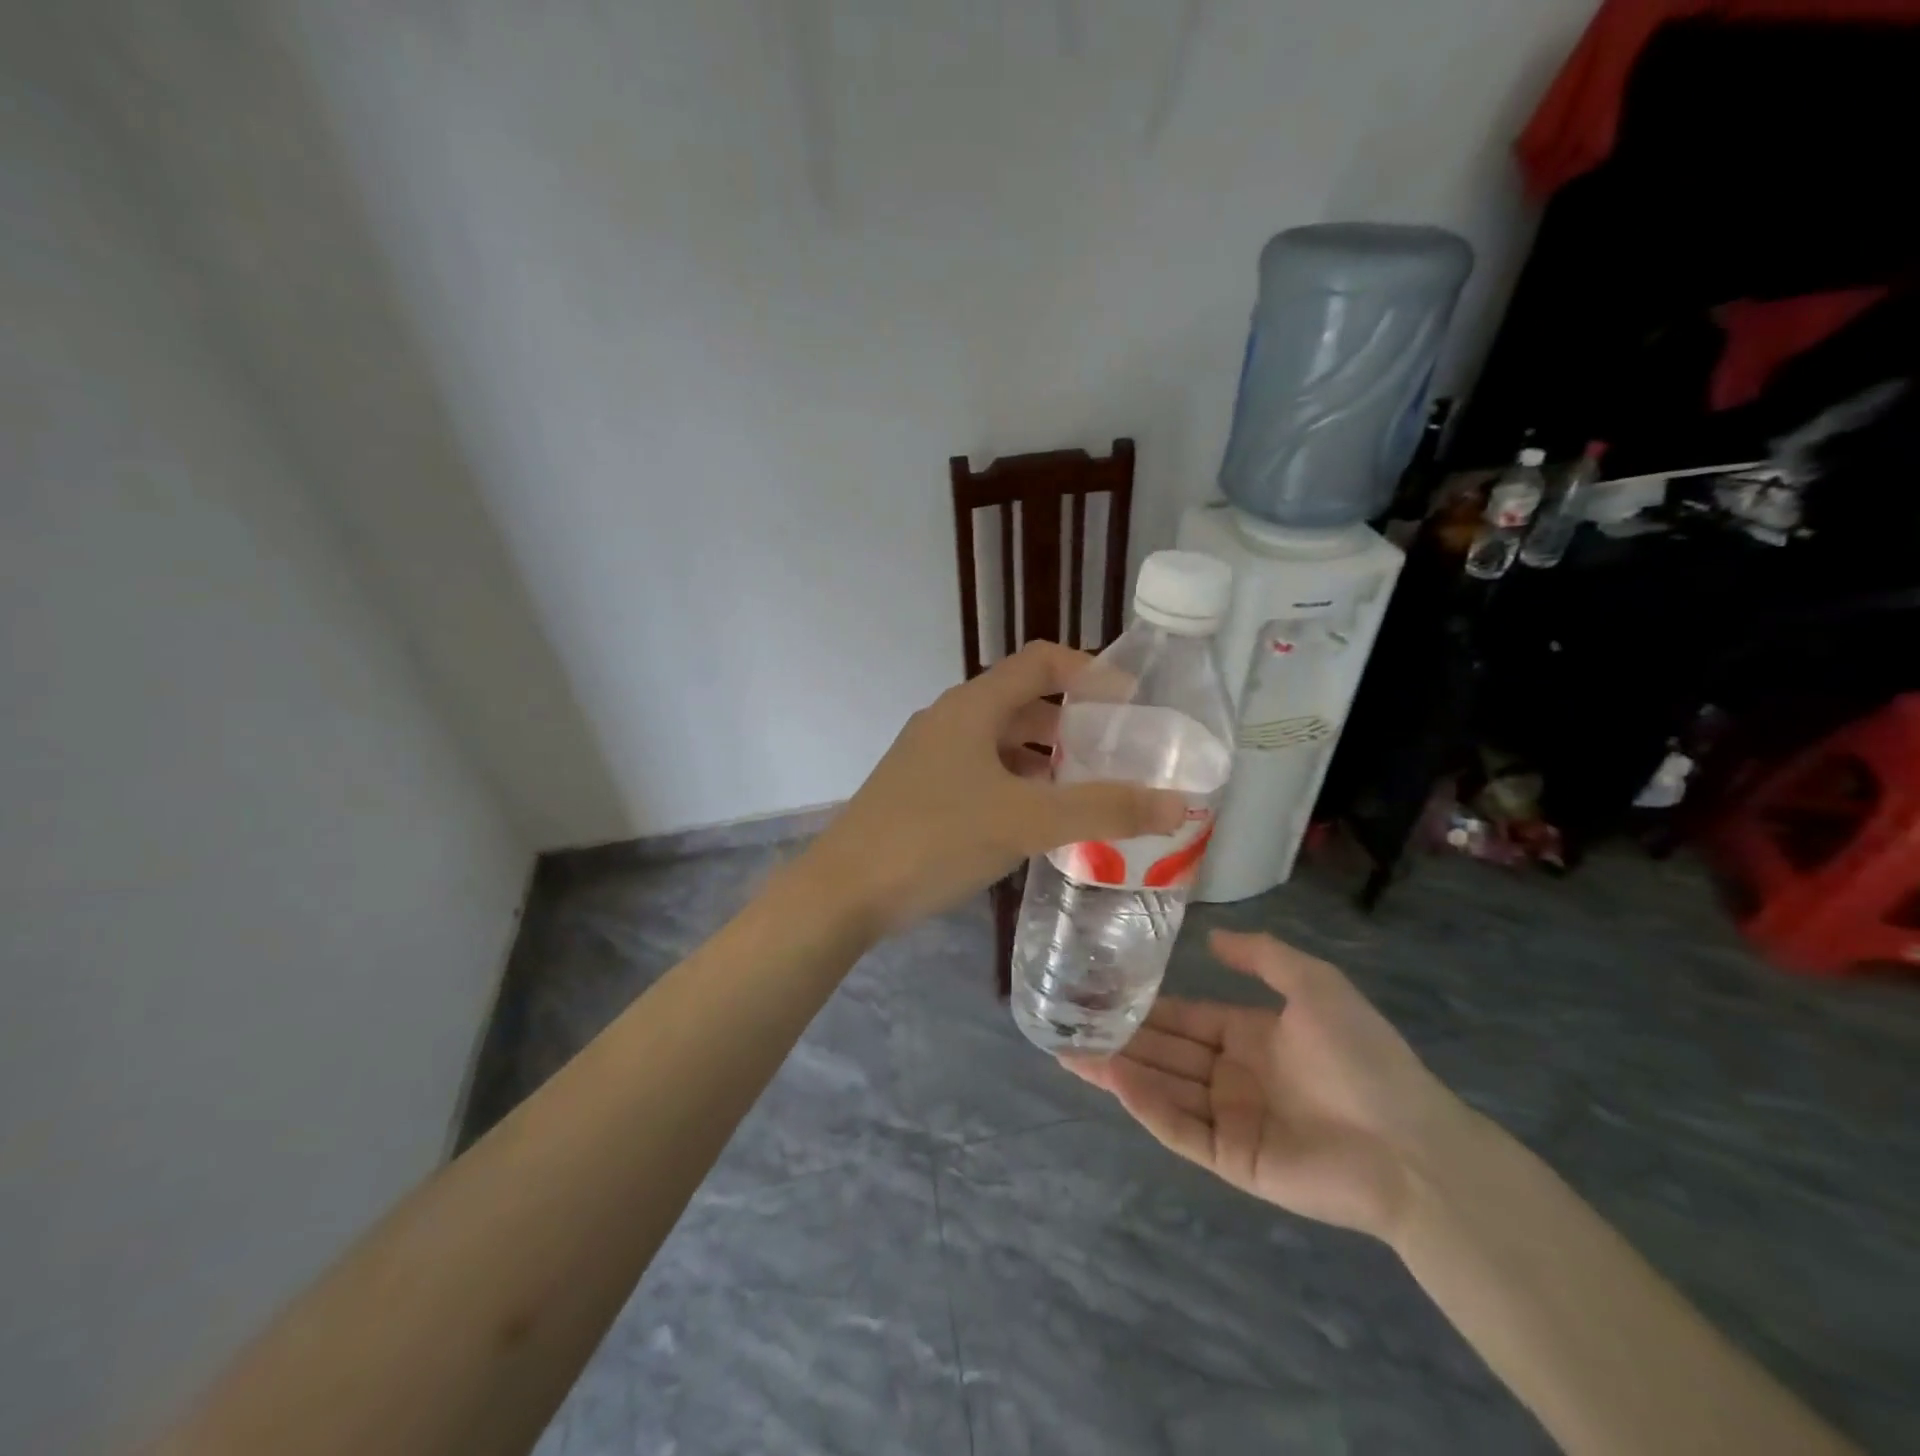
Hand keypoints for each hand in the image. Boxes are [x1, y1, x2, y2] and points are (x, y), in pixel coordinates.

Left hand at [801, 641, 1186, 938]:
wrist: (843, 891)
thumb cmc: (935, 839)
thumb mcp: (1027, 821)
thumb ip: (1104, 810)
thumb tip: (1178, 804)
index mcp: (972, 706)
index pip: (1040, 661)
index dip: (1089, 670)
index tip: (1131, 703)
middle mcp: (949, 720)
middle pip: (1022, 701)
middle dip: (1073, 722)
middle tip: (1117, 754)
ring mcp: (929, 756)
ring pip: (1001, 742)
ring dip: (1045, 758)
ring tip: (1086, 791)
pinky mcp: (919, 791)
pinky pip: (981, 773)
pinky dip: (1016, 784)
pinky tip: (1036, 821)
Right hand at [1063, 930, 1476, 1242]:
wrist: (1411, 1145)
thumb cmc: (1363, 1056)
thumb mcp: (1316, 984)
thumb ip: (1263, 956)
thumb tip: (1211, 937)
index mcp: (1250, 1035)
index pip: (1185, 1018)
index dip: (1146, 1006)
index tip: (1102, 992)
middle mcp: (1233, 1075)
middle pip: (1165, 1052)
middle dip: (1119, 1038)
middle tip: (1067, 1023)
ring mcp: (1230, 1118)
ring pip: (1163, 1088)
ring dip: (1119, 1070)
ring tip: (1070, 1051)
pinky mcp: (1231, 1159)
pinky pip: (1181, 1128)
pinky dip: (1146, 1105)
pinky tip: (1114, 1079)